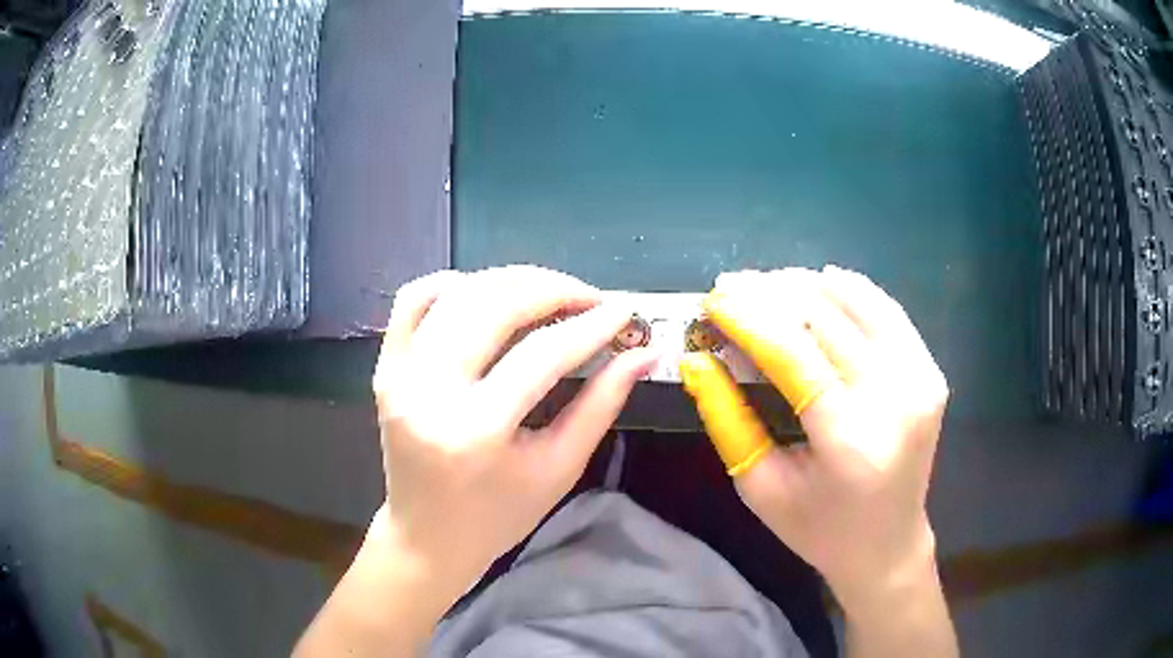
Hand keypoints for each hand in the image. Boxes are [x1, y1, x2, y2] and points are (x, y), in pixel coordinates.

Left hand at [372, 266, 658, 589]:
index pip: (542, 354)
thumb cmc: (499, 515)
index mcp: (476, 431)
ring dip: (512, 280)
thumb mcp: (559, 467)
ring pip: (457, 292)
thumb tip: (645, 353)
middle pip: (495, 306)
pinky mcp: (385, 366)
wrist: (427, 535)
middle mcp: (429, 392)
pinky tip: (487, 295)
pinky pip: (412, 299)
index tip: (625, 312)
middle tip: (591, 299)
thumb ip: (602, 404)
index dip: (591, 326)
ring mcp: (399, 374)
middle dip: (553, 289)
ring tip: (552, 294)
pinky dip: (453, 283)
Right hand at [679, 266, 948, 607]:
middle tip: (730, 286)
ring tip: (766, 283)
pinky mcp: (930, 371)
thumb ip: (727, 419)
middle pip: (825, 320)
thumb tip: (698, 359)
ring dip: (806, 286)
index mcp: (849, 440)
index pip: (794, 353)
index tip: (713, 299)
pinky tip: (820, 283)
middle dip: (770, 294)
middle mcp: (894, 400)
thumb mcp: (760, 487)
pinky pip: (888, 312)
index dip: (749, 318)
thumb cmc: (818, 529)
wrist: (888, 544)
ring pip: (857, 304)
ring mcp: (921, 380)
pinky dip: (852, 291)